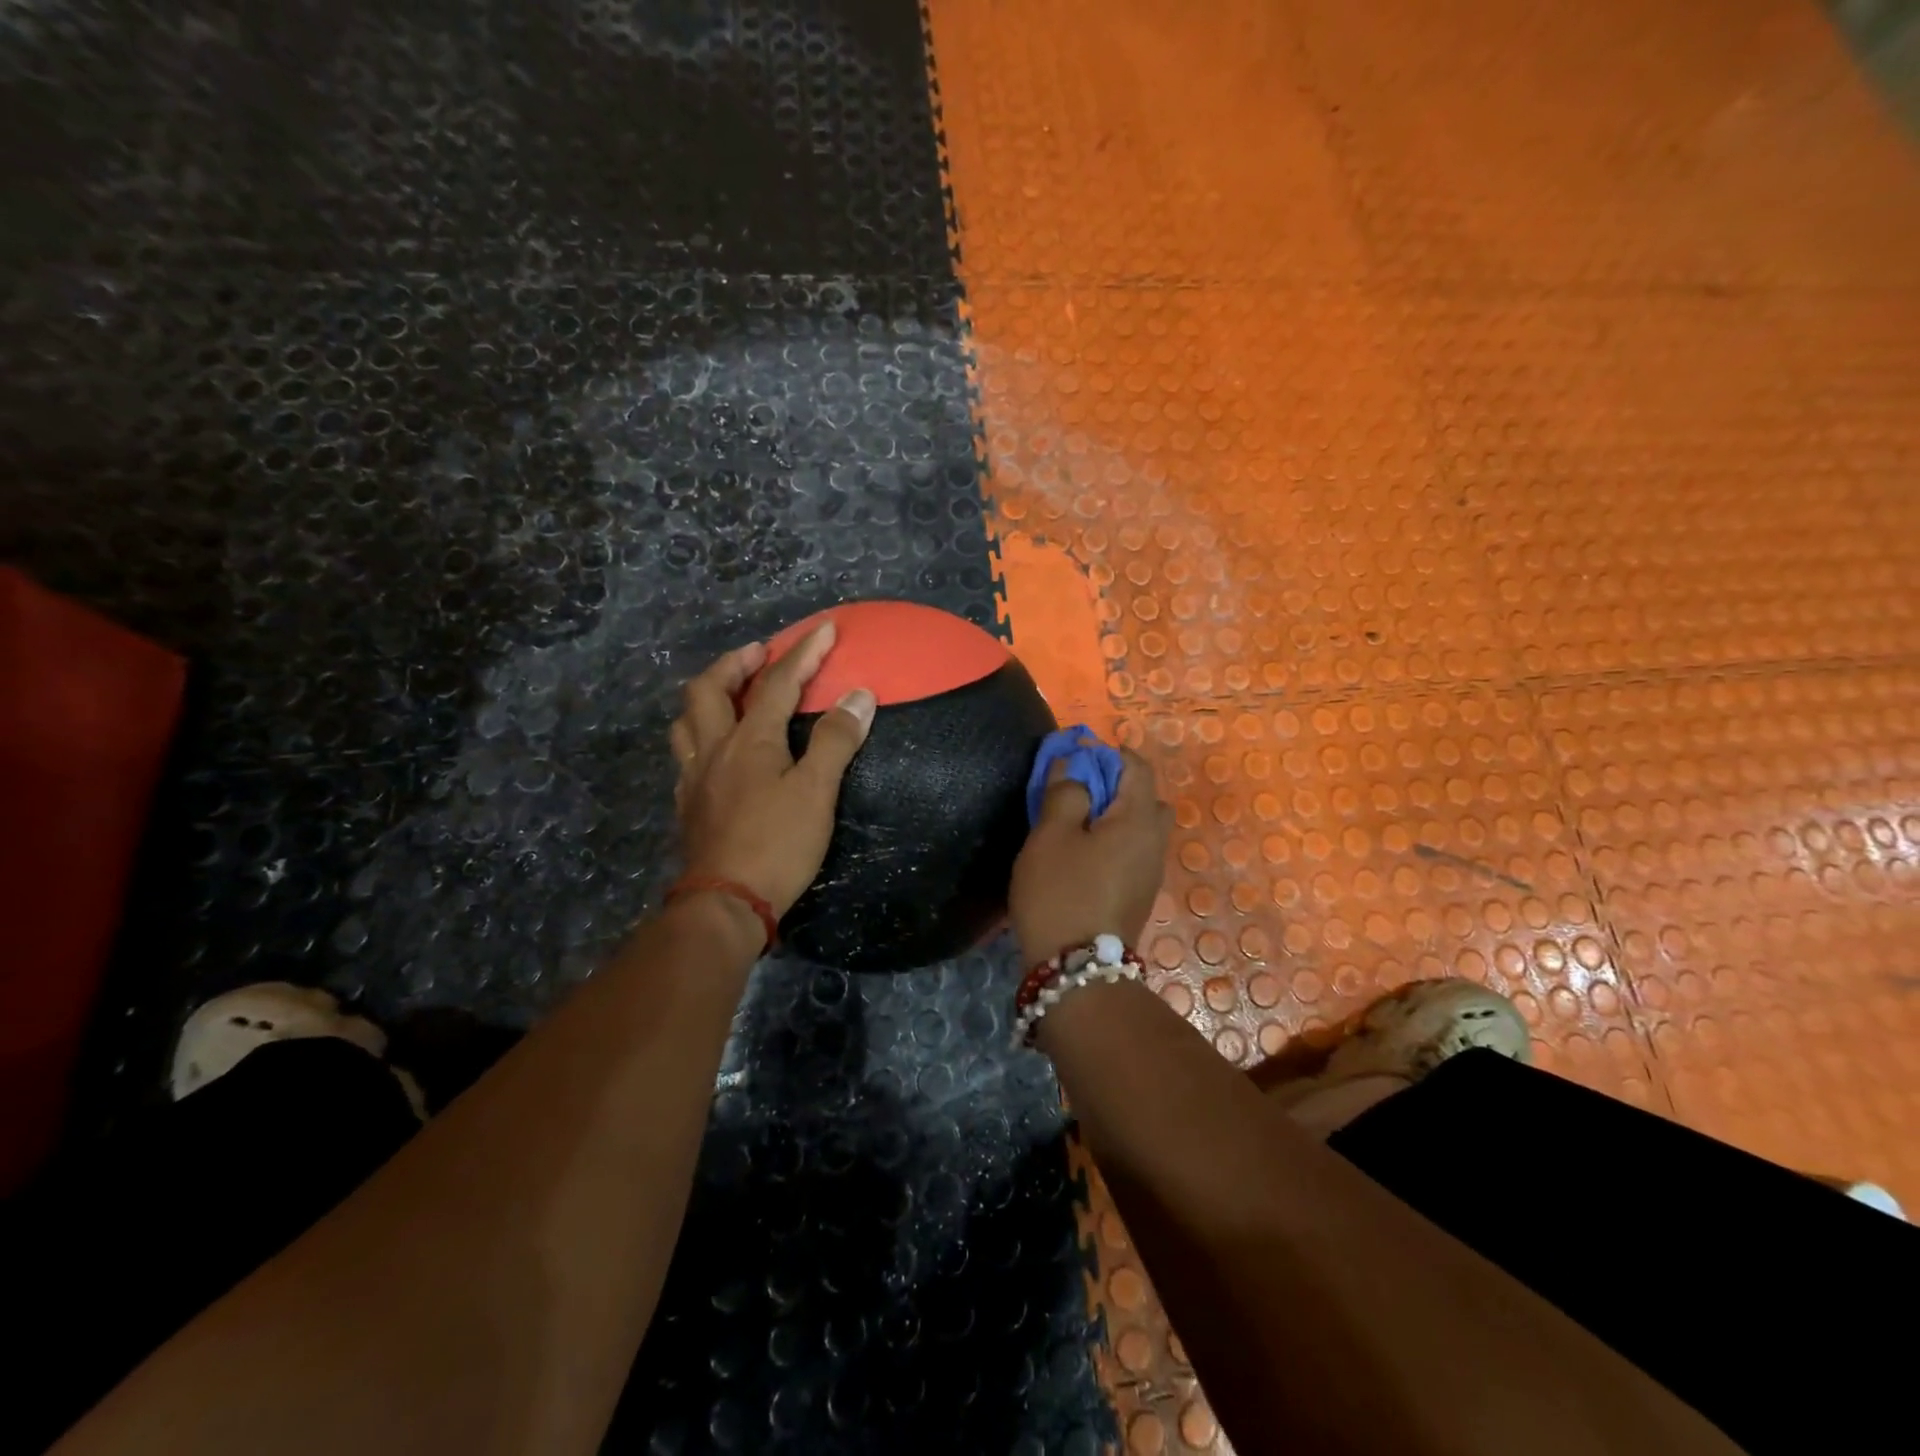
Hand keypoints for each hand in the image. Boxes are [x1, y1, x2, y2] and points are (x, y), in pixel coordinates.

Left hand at [669, 624, 876, 917]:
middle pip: (709, 689)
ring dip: (708, 696)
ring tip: (731, 694)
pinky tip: (717, 750)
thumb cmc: (777, 844)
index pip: (777, 683)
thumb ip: (836, 741)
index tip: (825, 628)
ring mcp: (694, 777)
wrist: (726, 903)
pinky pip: (685, 753)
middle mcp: (713, 749)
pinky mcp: (688, 805)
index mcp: (748, 740)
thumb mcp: (817, 792)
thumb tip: (859, 695)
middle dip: (734, 662)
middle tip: (759, 653)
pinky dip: (700, 735)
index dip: (803, 653)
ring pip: (686, 720)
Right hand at [1009, 748, 1172, 964]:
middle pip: (1146, 798)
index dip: (1109, 753)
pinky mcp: (1139, 896)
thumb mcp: (1050, 835)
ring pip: (1141, 828)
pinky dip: (1115, 841)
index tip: (1077, 754)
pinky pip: (1134, 852)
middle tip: (1079, 792)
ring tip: (1076, 825)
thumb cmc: (1061, 893)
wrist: (1076, 970)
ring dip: (1115, 816)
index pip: (1137, 768)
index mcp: (1138, 820)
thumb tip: (1073, 766)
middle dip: (1117, 785)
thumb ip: (1064, 792)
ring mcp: (1150, 873)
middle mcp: (1154, 843)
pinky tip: (1083, 856)